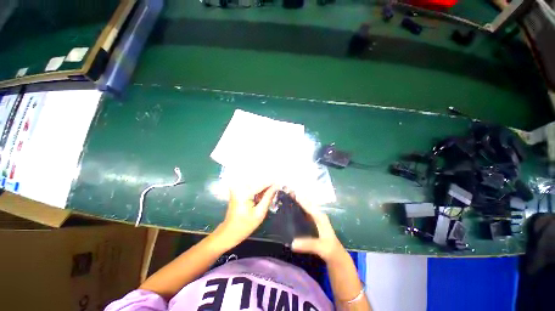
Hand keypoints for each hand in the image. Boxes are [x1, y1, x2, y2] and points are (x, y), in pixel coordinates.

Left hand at [215, 183, 277, 248]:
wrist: (229, 231)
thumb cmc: (245, 225)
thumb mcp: (260, 213)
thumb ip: (268, 197)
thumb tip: (276, 186)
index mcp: (244, 192)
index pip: (262, 183)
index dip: (273, 183)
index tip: (282, 183)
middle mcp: (240, 186)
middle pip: (258, 181)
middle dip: (268, 185)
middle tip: (277, 189)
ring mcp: (237, 187)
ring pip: (255, 182)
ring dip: (263, 187)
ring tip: (270, 193)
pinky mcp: (237, 189)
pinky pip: (251, 186)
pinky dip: (258, 189)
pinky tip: (262, 196)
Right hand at [291, 196, 345, 262]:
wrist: (336, 256)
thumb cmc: (330, 249)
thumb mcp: (321, 247)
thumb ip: (308, 244)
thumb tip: (292, 243)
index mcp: (320, 217)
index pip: (308, 205)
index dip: (299, 199)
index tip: (290, 192)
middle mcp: (317, 214)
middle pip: (306, 203)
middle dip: (297, 197)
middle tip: (285, 192)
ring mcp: (314, 218)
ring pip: (304, 207)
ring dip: (297, 202)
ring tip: (286, 198)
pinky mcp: (312, 223)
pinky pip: (303, 213)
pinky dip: (298, 209)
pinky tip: (290, 210)